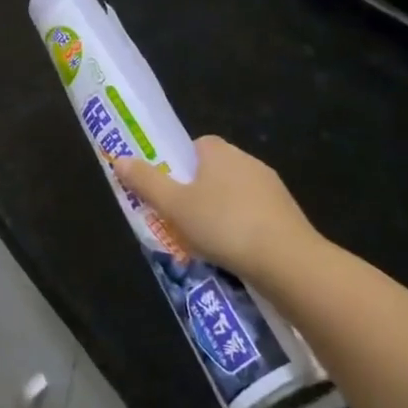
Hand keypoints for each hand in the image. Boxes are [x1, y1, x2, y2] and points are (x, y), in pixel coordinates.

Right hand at [111, 137, 326, 292]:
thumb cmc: (223, 225)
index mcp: (220, 152)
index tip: (170, 188)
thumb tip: (119, 159)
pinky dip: (243, 229)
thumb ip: (146, 182)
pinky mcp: (289, 216)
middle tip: (180, 218)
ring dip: (222, 212)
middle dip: (199, 191)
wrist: (288, 262)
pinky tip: (233, 253)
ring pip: (236, 194)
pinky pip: (256, 216)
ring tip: (205, 242)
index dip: (180, 164)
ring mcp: (273, 189)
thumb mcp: (174, 205)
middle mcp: (249, 161)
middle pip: (215, 170)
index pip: (196, 145)